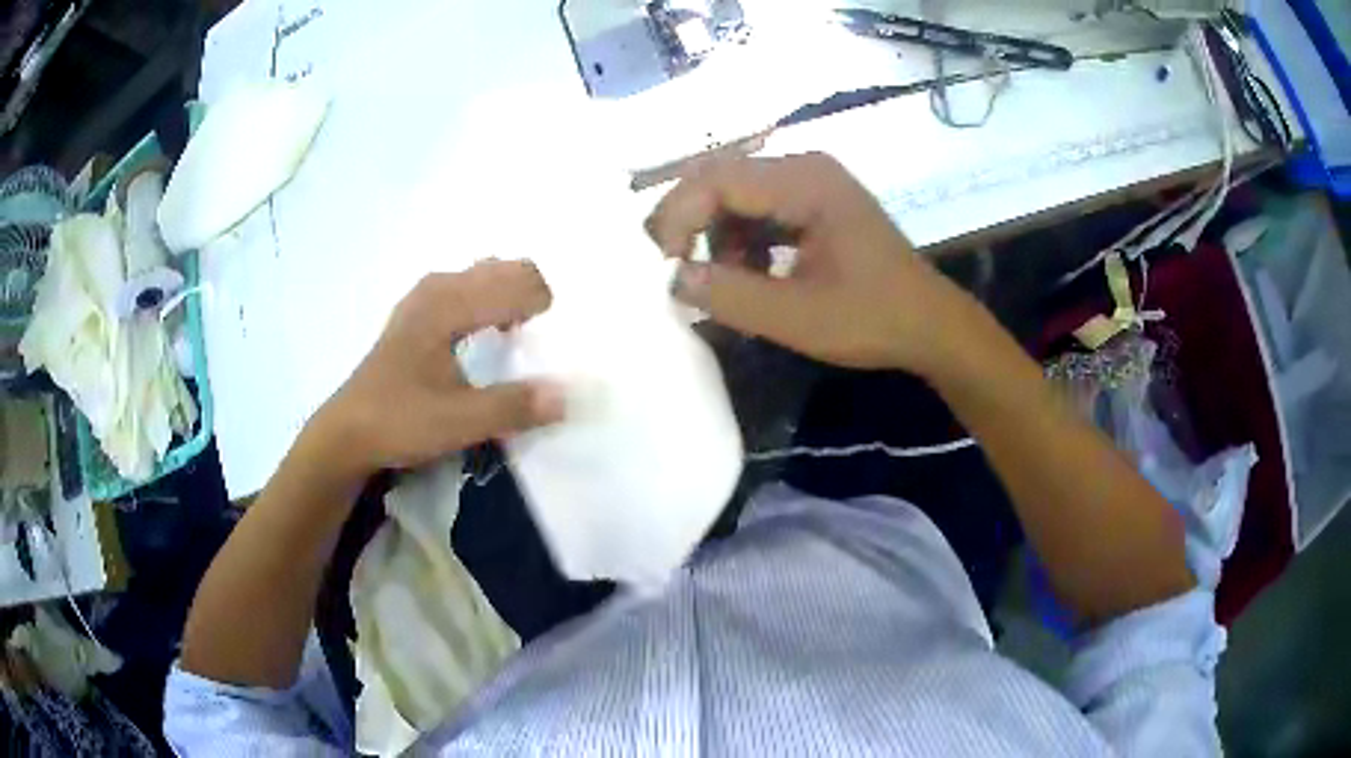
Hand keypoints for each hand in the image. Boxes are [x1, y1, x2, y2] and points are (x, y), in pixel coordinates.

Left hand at [314, 260, 564, 476]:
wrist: (347, 433)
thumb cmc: (399, 421)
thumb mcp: (458, 422)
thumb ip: (513, 406)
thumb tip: (567, 395)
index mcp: (448, 303)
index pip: (517, 283)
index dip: (545, 311)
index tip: (551, 350)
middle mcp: (437, 287)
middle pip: (504, 269)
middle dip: (532, 297)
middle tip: (537, 345)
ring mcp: (424, 297)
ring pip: (484, 276)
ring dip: (510, 297)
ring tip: (516, 340)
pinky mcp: (417, 313)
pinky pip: (467, 288)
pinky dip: (488, 302)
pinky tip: (484, 338)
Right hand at [646, 153, 973, 372]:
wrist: (931, 325)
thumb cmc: (873, 319)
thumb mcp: (799, 317)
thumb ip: (731, 296)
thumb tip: (671, 278)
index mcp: (805, 181)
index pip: (717, 180)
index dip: (679, 218)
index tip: (665, 267)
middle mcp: (805, 167)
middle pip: (722, 178)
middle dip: (690, 223)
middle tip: (673, 270)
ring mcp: (812, 182)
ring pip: (736, 194)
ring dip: (716, 235)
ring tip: (723, 283)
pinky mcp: (815, 202)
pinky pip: (759, 209)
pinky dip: (741, 240)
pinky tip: (751, 274)